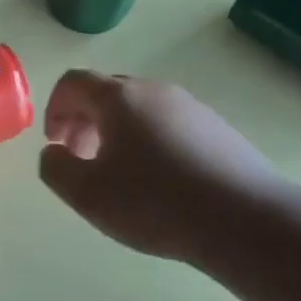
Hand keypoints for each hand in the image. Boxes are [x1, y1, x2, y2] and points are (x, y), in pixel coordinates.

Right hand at [40, 70, 276, 266]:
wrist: (245, 219)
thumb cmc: (154, 202)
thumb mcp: (87, 194)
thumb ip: (55, 168)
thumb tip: (55, 152)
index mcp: (118, 98)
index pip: (73, 82)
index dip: (54, 108)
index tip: (56, 143)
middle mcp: (153, 90)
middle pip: (107, 92)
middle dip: (85, 120)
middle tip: (82, 158)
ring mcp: (190, 106)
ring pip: (140, 108)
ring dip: (118, 131)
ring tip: (121, 173)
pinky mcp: (217, 128)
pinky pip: (170, 124)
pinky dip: (151, 141)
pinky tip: (161, 181)